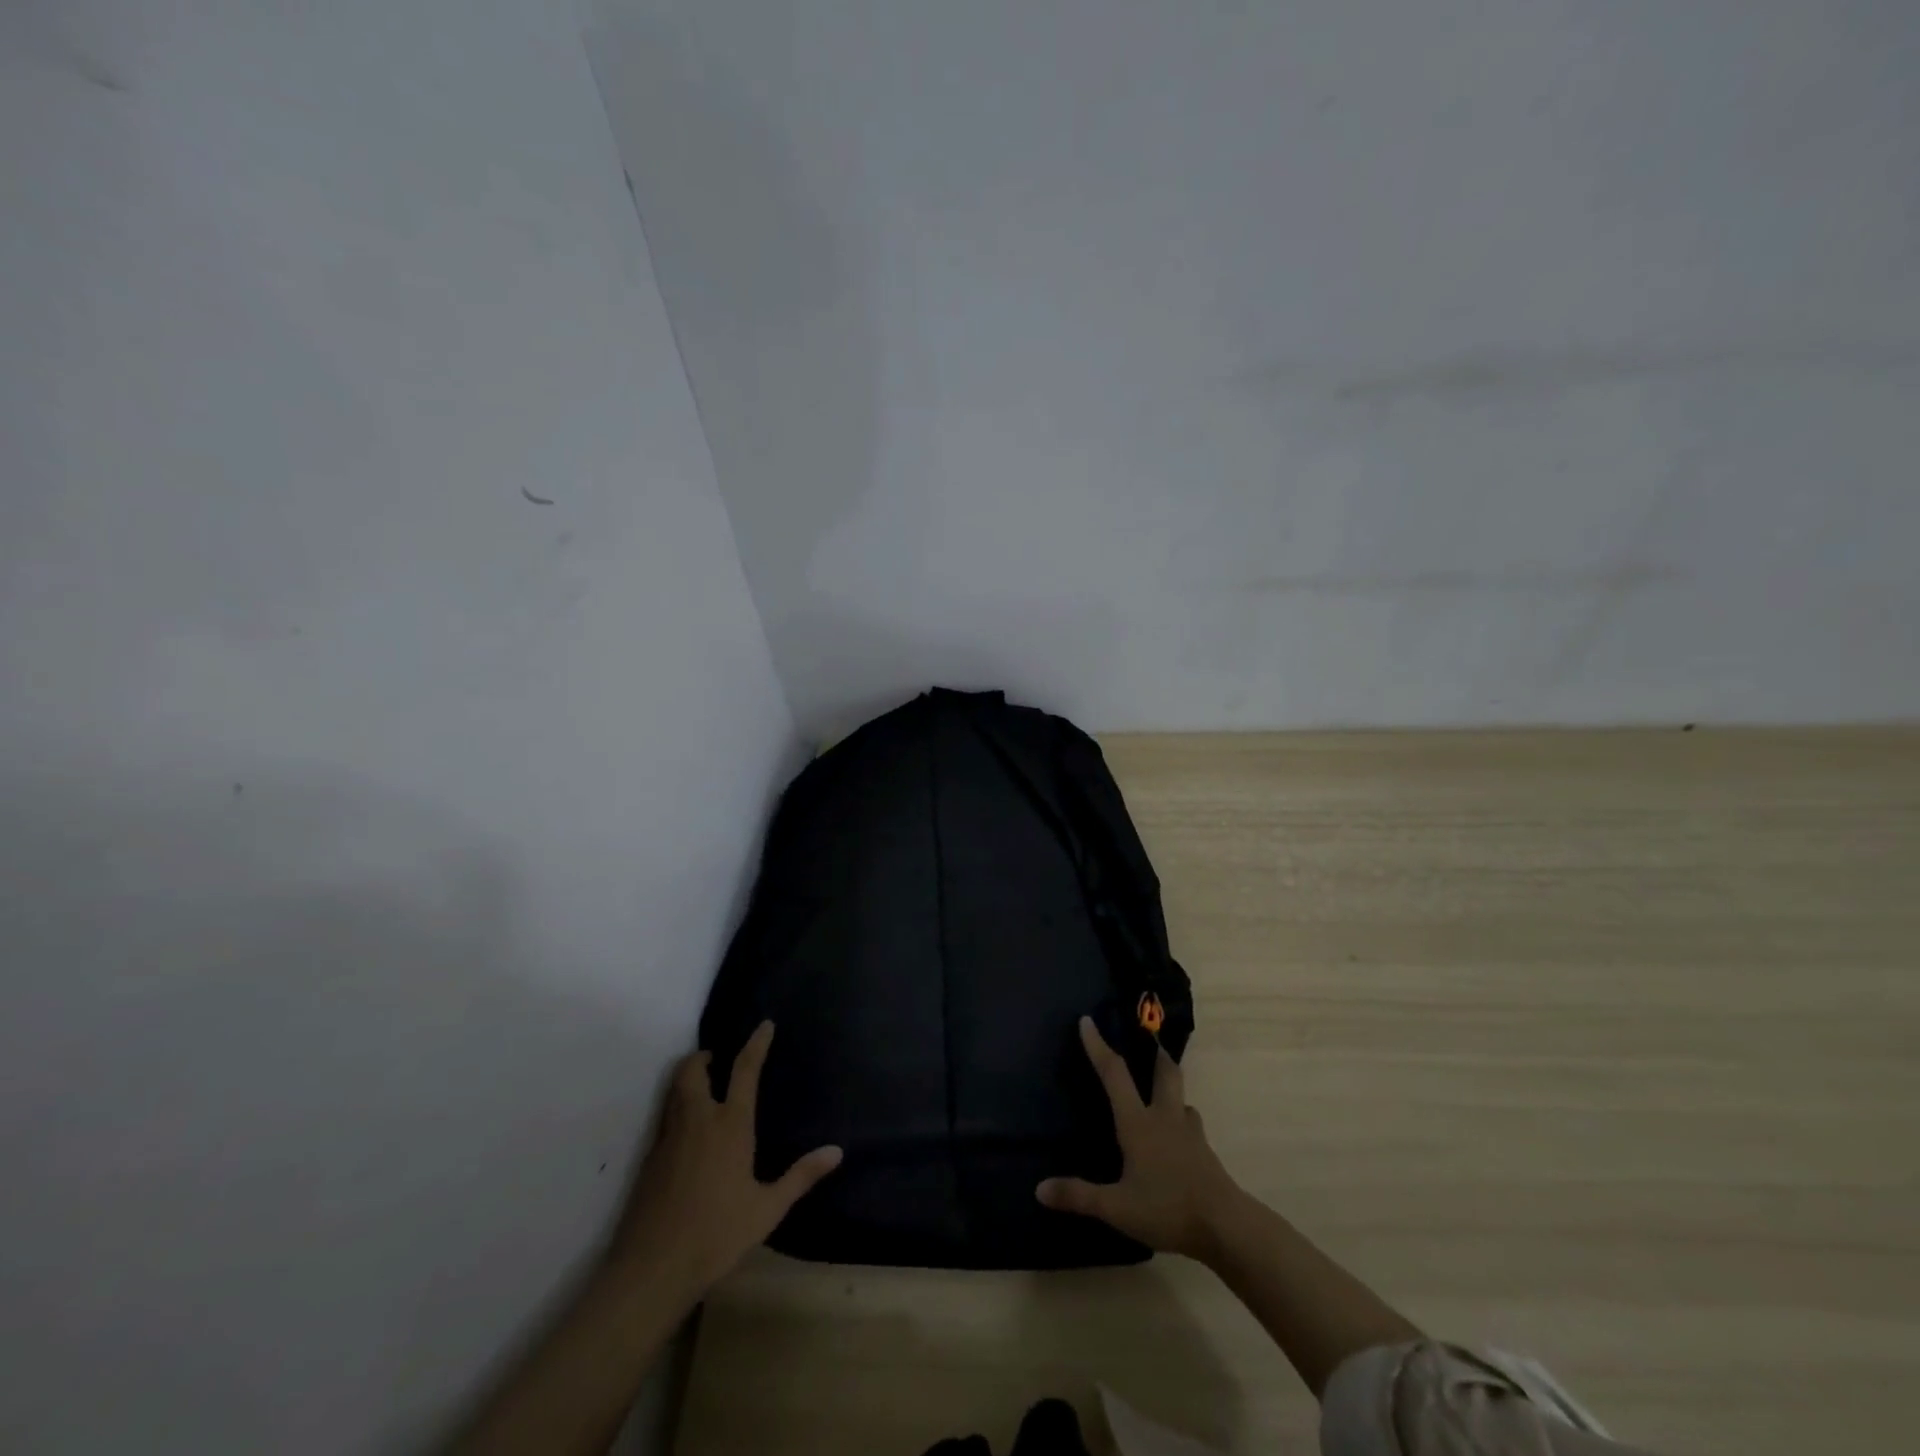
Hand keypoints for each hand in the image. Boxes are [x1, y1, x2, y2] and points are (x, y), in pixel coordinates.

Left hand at [613, 1021, 841, 1293]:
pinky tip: (688, 1132)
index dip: (756, 1043)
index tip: (764, 1025)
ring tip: (704, 1086)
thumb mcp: (767, 1209)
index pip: (744, 1070)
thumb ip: (801, 1176)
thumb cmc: (716, 1235)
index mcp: (730, 1125)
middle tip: (717, 1058)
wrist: (652, 1269)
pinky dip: (676, 1107)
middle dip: (703, 1056)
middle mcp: (697, 1120)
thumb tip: (837, 1151)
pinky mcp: (650, 1159)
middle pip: (693, 1070)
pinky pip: (665, 1118)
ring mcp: (669, 1138)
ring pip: (674, 1091)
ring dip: (687, 1078)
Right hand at [1036, 1016, 1240, 1259]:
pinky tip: (1177, 1139)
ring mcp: (1190, 1134)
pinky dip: (1182, 1123)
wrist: (1226, 1226)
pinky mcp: (1206, 1153)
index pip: (1114, 1074)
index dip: (1098, 1046)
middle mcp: (1165, 1118)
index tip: (1087, 1021)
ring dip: (1171, 1091)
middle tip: (1150, 1042)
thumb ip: (1079, 1196)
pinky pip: (1192, 1127)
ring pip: (1182, 1100)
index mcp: (1139, 1122)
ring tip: (1161, 1095)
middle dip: (1156, 1054)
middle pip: (1165, 1073)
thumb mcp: (1116, 1207)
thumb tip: (1040, 1189)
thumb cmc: (1167, 1208)